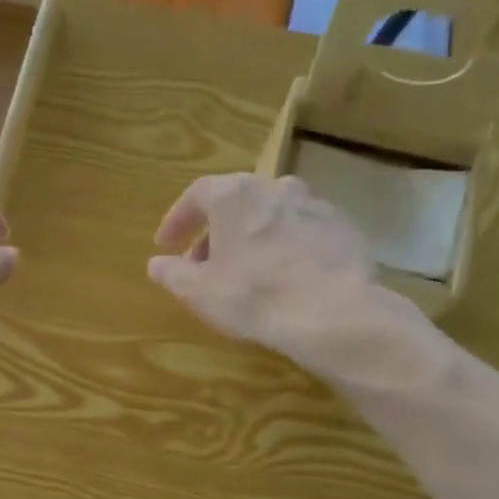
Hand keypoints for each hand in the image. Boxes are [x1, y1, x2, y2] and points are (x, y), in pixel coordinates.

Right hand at [146, 173, 382, 362]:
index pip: (196, 195)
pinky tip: (284, 277)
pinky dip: (285, 247)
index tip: (166, 244)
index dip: (178, 219)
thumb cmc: (254, 296)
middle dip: (215, 231)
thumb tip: (156, 264)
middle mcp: (275, 187)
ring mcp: (314, 204)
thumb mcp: (199, 292)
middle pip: (236, 202)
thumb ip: (172, 274)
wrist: (334, 311)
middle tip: (203, 262)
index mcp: (234, 195)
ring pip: (271, 214)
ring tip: (244, 270)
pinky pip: (302, 232)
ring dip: (251, 236)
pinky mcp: (343, 227)